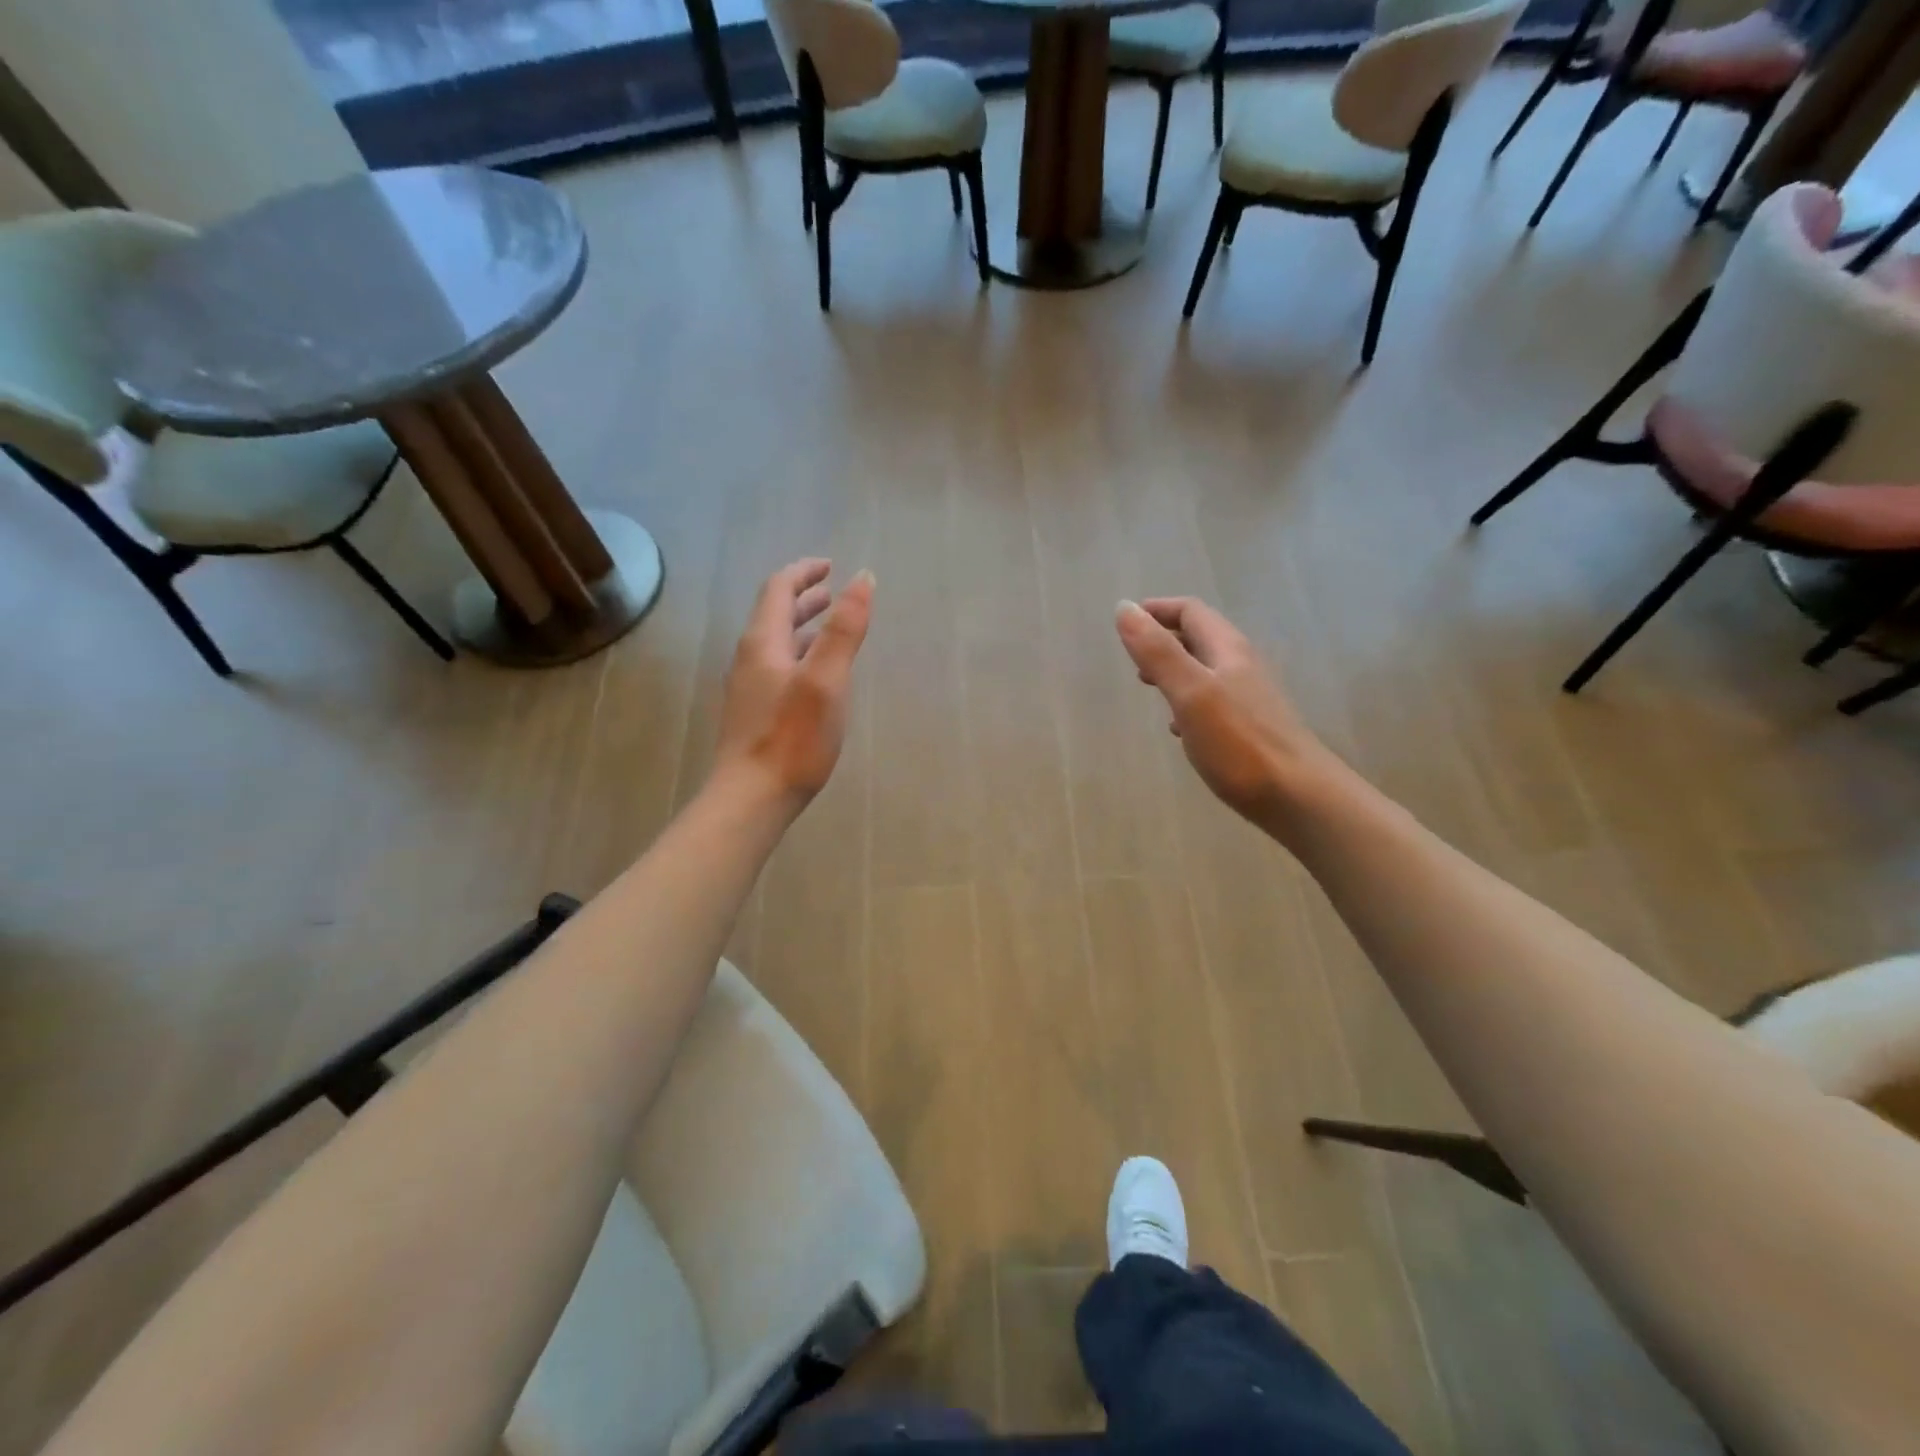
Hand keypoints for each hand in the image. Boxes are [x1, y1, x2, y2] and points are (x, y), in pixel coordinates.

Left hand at [714, 559, 873, 813]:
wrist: (751, 798)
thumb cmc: (793, 738)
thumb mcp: (827, 679)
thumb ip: (844, 629)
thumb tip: (862, 578)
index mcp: (763, 643)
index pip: (778, 589)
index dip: (804, 572)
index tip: (831, 566)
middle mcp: (750, 659)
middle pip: (774, 615)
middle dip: (804, 598)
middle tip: (833, 593)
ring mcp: (749, 688)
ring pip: (776, 644)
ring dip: (802, 628)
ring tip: (830, 628)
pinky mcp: (754, 713)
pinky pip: (777, 668)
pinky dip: (800, 656)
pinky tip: (817, 676)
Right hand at [1115, 597, 1331, 828]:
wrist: (1299, 797)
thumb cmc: (1239, 743)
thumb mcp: (1190, 693)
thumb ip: (1157, 652)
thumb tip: (1124, 607)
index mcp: (1227, 650)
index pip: (1191, 612)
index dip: (1157, 610)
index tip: (1126, 620)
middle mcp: (1242, 667)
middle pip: (1200, 638)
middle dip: (1164, 639)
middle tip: (1133, 657)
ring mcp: (1250, 698)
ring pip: (1206, 670)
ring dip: (1175, 670)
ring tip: (1149, 686)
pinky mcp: (1251, 728)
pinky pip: (1213, 702)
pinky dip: (1188, 702)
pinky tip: (1178, 728)